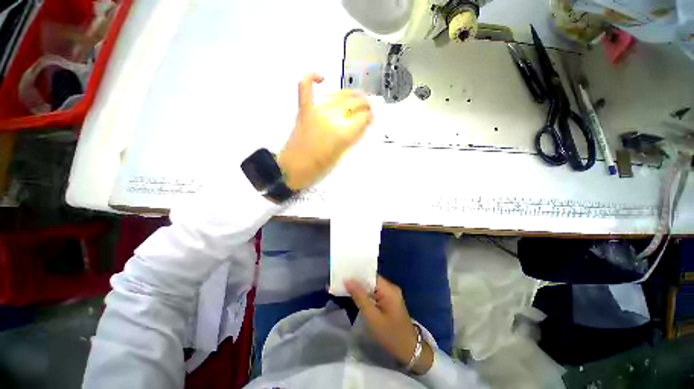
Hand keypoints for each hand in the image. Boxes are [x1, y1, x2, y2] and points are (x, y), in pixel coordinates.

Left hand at [278, 73, 373, 190]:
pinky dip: (311, 79)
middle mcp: (331, 119)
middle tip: (367, 108)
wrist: (292, 169)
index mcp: (342, 135)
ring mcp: (316, 112)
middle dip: (364, 105)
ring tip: (356, 98)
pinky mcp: (303, 111)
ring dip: (350, 95)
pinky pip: (305, 88)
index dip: (369, 117)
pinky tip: (321, 78)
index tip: (371, 118)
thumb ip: (351, 139)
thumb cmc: (318, 168)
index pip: (362, 118)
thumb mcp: (340, 156)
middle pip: (353, 104)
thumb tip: (361, 125)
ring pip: (337, 95)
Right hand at [345, 276, 433, 374]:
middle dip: (357, 281)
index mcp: (389, 289)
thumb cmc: (390, 334)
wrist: (409, 350)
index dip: (357, 274)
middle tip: (342, 281)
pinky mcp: (389, 300)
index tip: (344, 274)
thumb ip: (359, 297)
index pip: (370, 275)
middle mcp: (391, 287)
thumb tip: (348, 280)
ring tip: (345, 287)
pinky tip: (356, 296)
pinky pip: (375, 293)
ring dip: (361, 288)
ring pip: (372, 286)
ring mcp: (391, 294)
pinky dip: (366, 294)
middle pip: (371, 279)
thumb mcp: (372, 317)